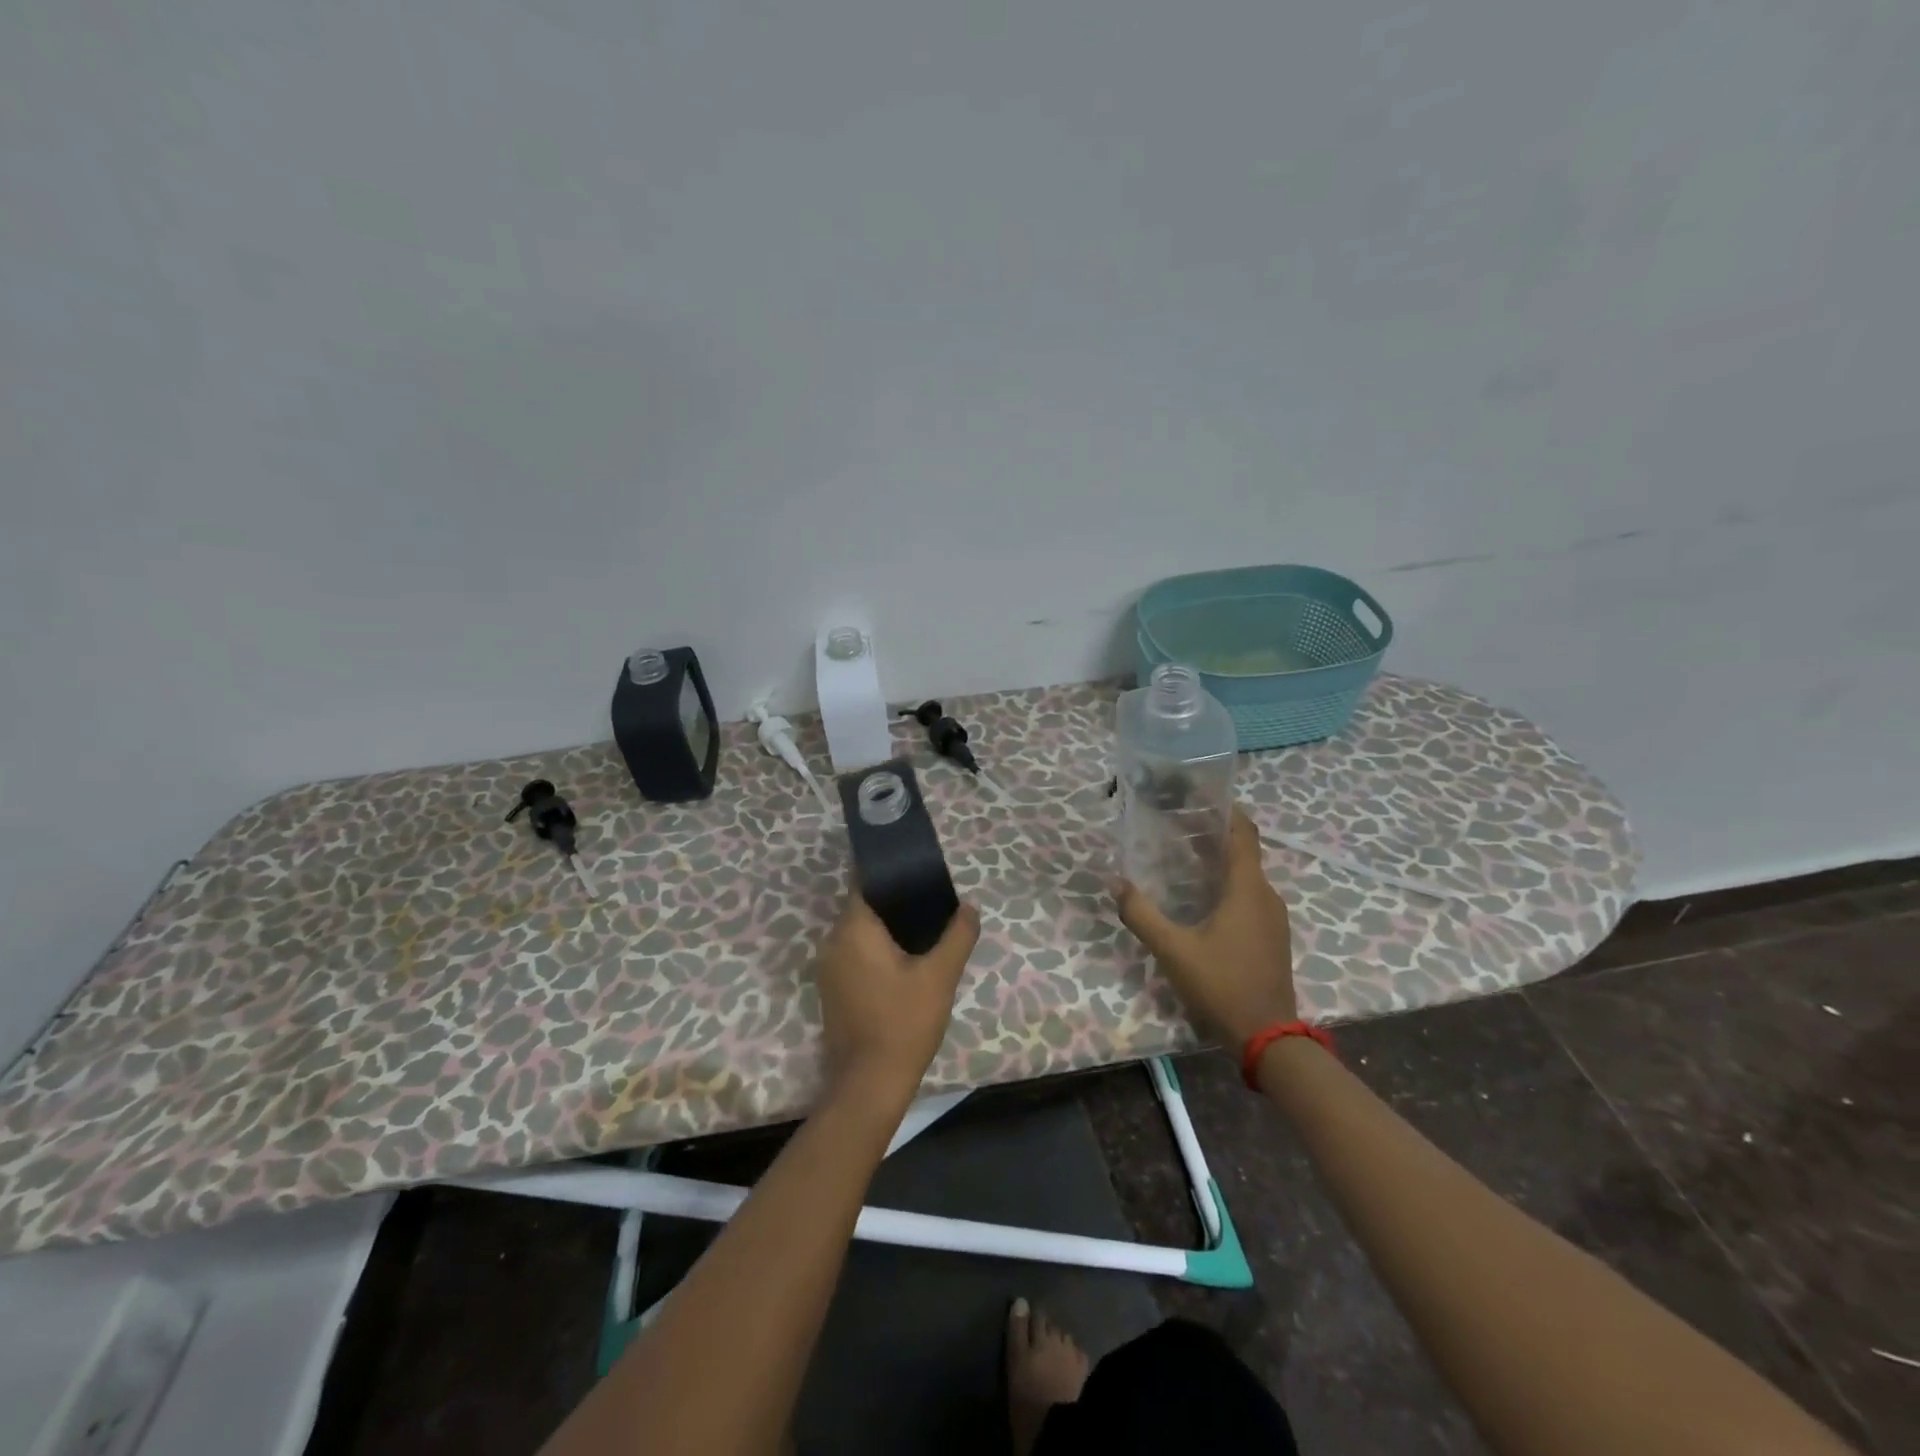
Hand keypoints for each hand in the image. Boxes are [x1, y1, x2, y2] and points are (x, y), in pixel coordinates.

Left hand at [814, 891, 980, 1108]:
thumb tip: (968, 908)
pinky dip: (876, 951)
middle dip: (894, 902)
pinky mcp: (832, 990)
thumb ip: (957, 935)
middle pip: (863, 907)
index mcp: (853, 929)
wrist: (869, 1084)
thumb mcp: (940, 976)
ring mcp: (828, 968)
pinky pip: (854, 955)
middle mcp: (833, 942)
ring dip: (885, 929)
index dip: (891, 874)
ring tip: (923, 930)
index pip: (865, 882)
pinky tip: (904, 961)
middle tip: (930, 903)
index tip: (917, 872)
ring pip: (858, 933)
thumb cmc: (903, 1022)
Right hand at [1116, 808, 1297, 1047]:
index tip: (1201, 796)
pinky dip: (1228, 887)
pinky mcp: (1273, 938)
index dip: (1227, 810)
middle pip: (1244, 852)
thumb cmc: (1222, 985)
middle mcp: (1267, 896)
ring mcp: (1274, 918)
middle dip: (1214, 835)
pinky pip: (1250, 897)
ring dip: (1220, 863)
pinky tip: (1202, 900)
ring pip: (1247, 877)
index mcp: (1247, 888)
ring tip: (1183, 859)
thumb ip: (1141, 914)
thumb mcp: (1173, 950)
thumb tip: (1116, 883)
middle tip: (1176, 826)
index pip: (1244, 833)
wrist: (1269, 1038)